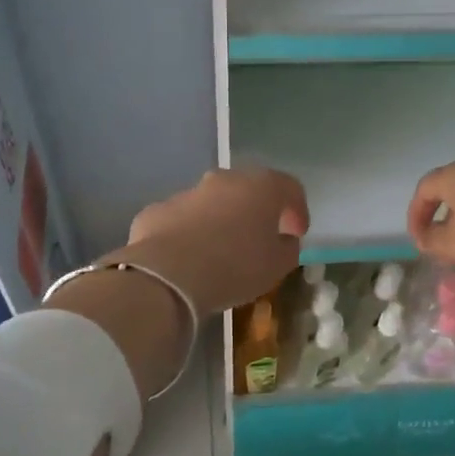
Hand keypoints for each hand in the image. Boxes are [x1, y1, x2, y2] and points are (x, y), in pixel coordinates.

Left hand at [117, 167, 307, 316]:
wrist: (168, 275)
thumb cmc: (235, 267)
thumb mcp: (277, 265)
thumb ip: (287, 248)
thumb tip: (284, 240)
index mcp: (261, 187)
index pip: (290, 188)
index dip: (297, 210)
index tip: (297, 234)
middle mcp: (224, 180)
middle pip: (248, 189)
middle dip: (256, 211)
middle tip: (260, 238)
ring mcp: (187, 193)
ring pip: (212, 203)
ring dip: (221, 221)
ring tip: (221, 253)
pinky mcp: (157, 211)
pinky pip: (182, 220)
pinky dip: (189, 233)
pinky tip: (188, 259)